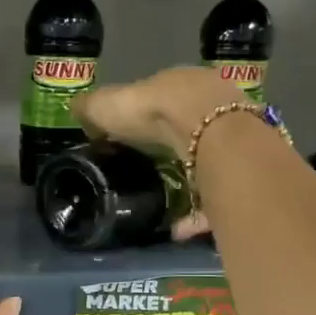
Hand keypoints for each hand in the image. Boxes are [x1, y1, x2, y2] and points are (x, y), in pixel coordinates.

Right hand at [71, 66, 242, 240]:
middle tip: (148, 170)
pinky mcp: (240, 172)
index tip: (130, 136)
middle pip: (189, 128)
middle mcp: (212, 105)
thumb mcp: (109, 104)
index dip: (146, 115)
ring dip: (187, 184)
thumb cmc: (153, 110)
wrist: (210, 133)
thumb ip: (91, 107)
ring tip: (163, 207)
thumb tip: (74, 108)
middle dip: (171, 148)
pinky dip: (196, 215)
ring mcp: (232, 137)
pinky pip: (215, 197)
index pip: (163, 96)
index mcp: (181, 84)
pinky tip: (177, 230)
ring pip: (207, 161)